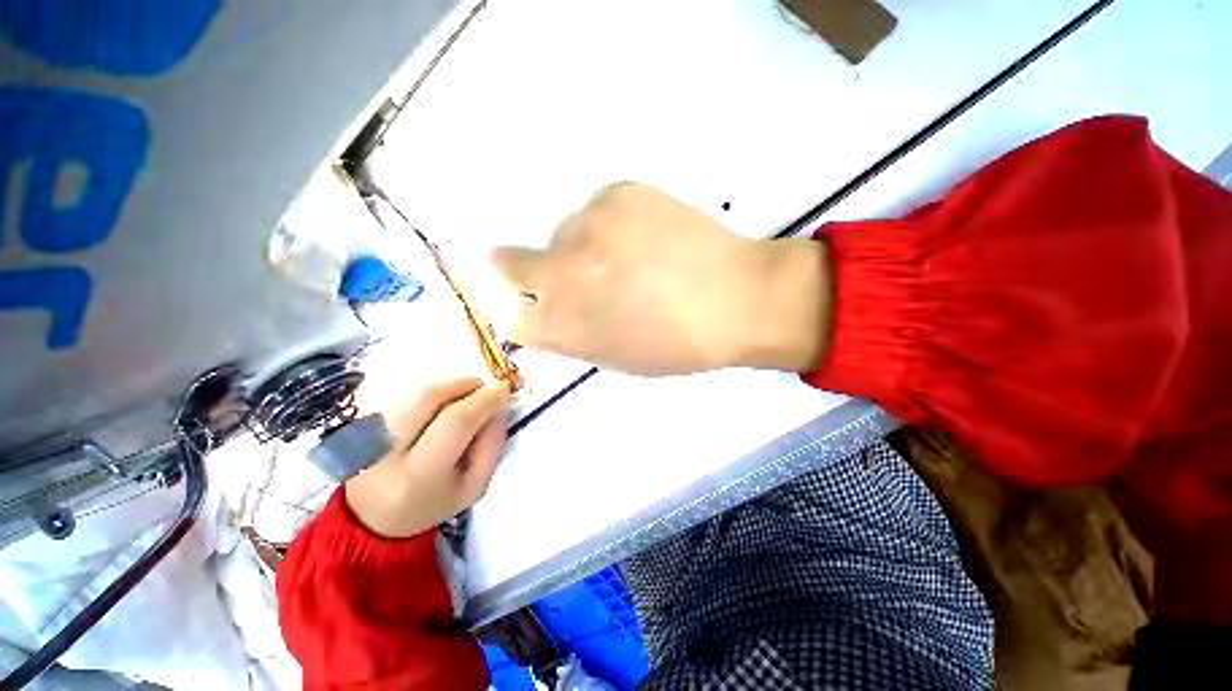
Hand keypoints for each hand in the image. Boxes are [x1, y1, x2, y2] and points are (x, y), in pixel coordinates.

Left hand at [344, 378, 510, 538]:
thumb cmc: (432, 502)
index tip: (504, 390)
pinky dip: (427, 391)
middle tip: (483, 389)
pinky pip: (398, 390)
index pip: (455, 422)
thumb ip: (492, 446)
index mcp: (417, 476)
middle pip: (428, 396)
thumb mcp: (474, 486)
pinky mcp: (354, 421)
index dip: (484, 400)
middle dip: (464, 384)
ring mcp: (362, 433)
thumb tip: (498, 406)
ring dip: (447, 386)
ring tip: (461, 399)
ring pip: (413, 390)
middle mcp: (383, 451)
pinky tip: (436, 406)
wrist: (372, 518)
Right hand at [491, 182, 830, 374]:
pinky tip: (651, 236)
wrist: (735, 299)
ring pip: (563, 233)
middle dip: (527, 270)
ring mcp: (586, 226)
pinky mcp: (616, 192)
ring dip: (584, 246)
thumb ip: (570, 334)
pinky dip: (614, 223)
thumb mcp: (613, 356)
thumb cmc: (677, 344)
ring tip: (635, 258)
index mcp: (559, 325)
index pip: (513, 318)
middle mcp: (559, 272)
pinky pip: (598, 209)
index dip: (531, 311)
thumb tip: (550, 309)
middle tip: (573, 274)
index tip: (548, 307)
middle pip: (506, 261)